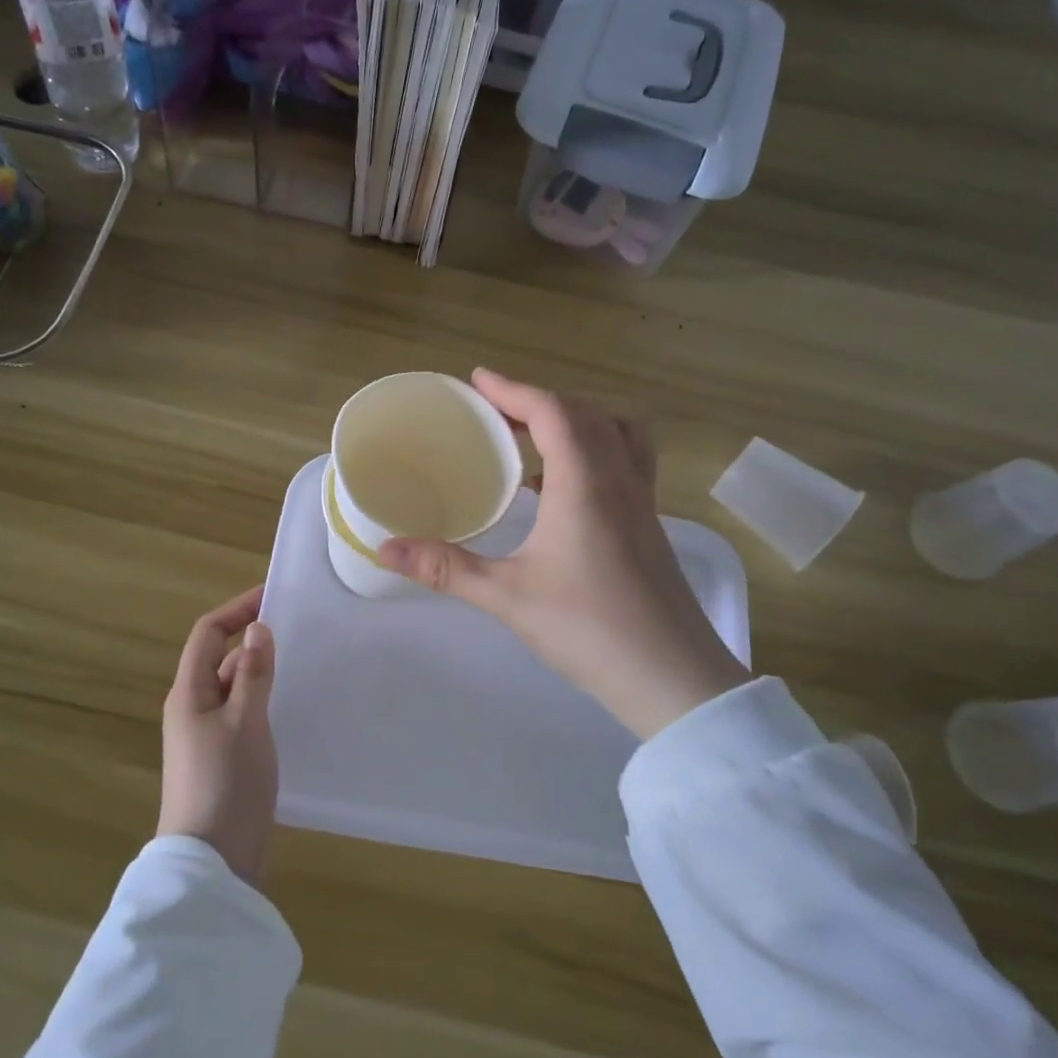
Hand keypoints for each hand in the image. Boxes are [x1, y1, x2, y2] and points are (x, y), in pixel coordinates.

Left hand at [157, 586, 278, 884]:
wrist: (212, 862)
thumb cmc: (226, 782)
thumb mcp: (245, 722)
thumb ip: (253, 673)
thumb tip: (257, 629)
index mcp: (189, 692)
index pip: (208, 633)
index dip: (237, 610)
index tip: (274, 597)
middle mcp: (193, 708)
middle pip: (221, 659)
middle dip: (254, 642)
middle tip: (299, 633)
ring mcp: (207, 736)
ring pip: (234, 688)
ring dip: (261, 673)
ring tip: (303, 666)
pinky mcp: (222, 759)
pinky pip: (242, 715)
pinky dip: (263, 702)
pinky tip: (291, 709)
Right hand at [380, 370, 747, 738]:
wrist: (672, 677)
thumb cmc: (588, 629)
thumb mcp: (507, 597)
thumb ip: (446, 568)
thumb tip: (385, 548)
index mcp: (584, 484)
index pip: (552, 412)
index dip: (512, 389)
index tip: (477, 380)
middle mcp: (619, 479)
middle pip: (584, 413)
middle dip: (537, 400)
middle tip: (495, 411)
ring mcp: (643, 501)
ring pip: (616, 431)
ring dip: (575, 419)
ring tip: (534, 436)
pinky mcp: (650, 524)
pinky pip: (626, 460)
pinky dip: (594, 449)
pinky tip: (562, 487)